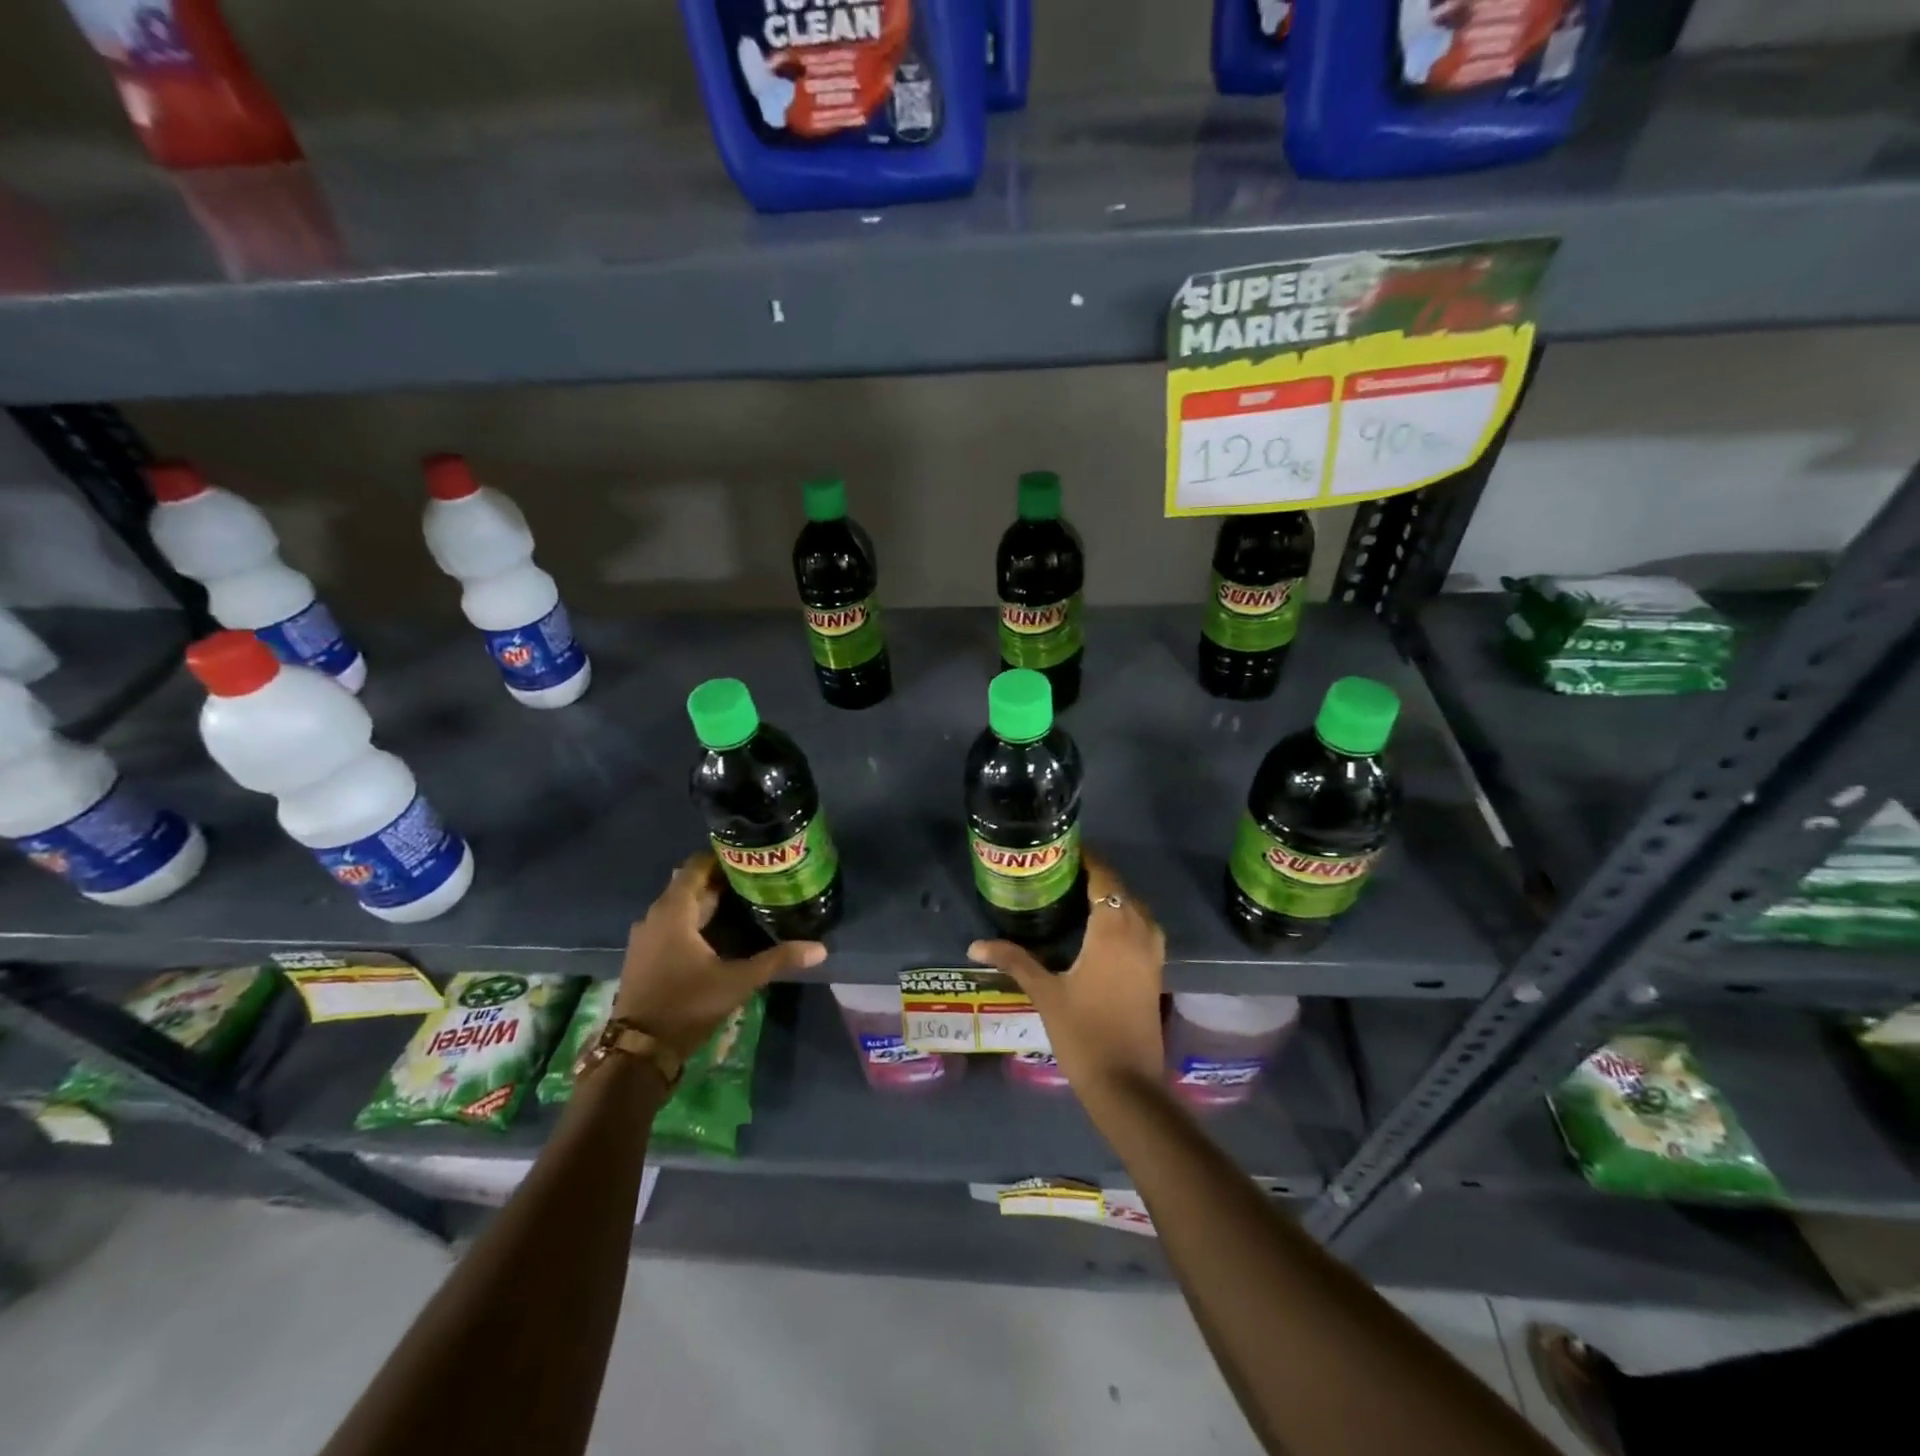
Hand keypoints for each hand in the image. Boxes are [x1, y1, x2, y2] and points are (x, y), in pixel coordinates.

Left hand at [613, 852, 824, 1058]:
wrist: (639, 1051)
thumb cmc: (687, 1005)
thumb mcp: (737, 981)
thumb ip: (777, 960)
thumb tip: (820, 948)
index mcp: (673, 911)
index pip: (696, 866)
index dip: (722, 857)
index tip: (751, 856)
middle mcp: (654, 916)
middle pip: (690, 886)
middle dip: (722, 881)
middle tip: (758, 879)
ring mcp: (647, 937)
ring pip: (681, 907)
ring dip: (708, 902)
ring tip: (745, 901)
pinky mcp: (646, 956)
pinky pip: (672, 925)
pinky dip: (695, 921)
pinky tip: (720, 932)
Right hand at [967, 849, 1165, 1097]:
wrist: (1127, 1084)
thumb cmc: (1084, 1032)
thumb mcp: (1045, 993)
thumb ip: (1014, 960)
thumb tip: (976, 944)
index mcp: (1113, 929)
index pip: (1104, 877)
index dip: (1087, 859)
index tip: (1062, 851)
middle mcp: (1139, 932)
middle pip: (1120, 890)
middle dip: (1096, 877)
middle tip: (1061, 874)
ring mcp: (1153, 953)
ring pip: (1135, 909)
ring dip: (1112, 898)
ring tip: (1078, 897)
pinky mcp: (1156, 972)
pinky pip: (1143, 929)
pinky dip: (1124, 918)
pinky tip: (1100, 931)